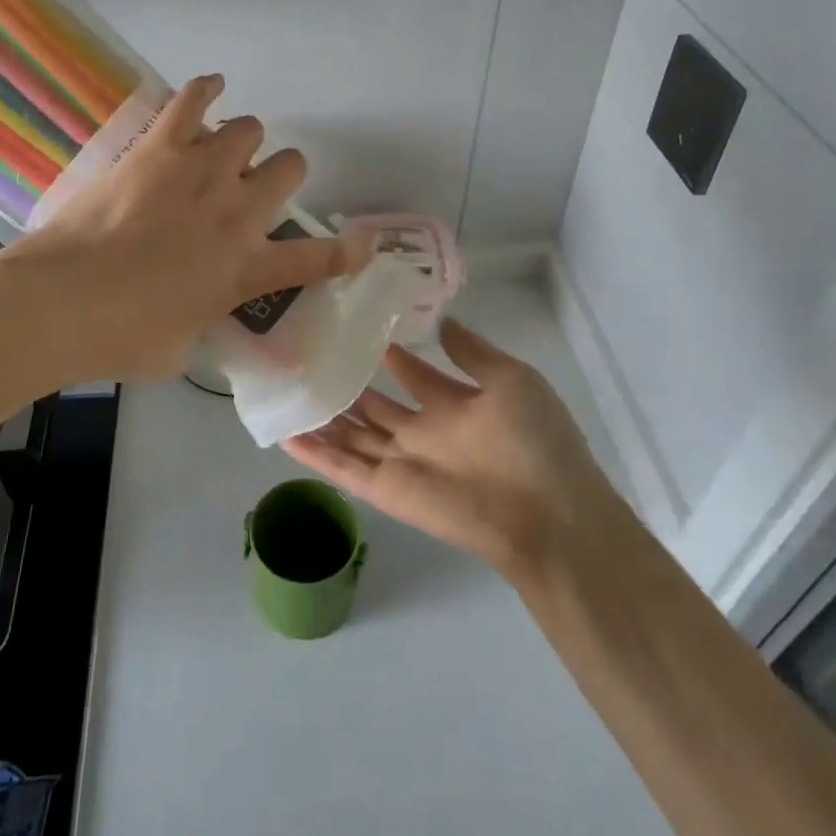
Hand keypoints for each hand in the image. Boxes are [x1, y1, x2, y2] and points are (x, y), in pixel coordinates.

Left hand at [0, 74, 366, 383]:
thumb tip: (198, 316)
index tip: (361, 244)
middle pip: (290, 168)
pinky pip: (195, 98)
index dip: (348, 251)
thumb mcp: (180, 352)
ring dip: (241, 144)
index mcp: (248, 268)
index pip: (320, 258)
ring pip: (249, 129)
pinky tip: (210, 89)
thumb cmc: (120, 339)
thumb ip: (203, 325)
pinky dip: (207, 89)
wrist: (61, 302)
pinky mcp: (161, 146)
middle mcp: (238, 211)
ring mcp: (203, 171)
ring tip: (217, 155)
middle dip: (278, 177)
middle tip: (248, 193)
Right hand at [285, 319, 622, 581]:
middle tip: (313, 358)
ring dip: (324, 420)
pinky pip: (345, 469)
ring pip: (353, 437)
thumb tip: (443, 321)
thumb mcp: (511, 380)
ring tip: (289, 392)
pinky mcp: (388, 490)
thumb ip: (472, 353)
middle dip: (348, 387)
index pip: (414, 376)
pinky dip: (315, 455)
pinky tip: (286, 434)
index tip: (360, 331)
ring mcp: (403, 462)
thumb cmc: (536, 441)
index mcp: (455, 407)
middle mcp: (424, 433)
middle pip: (376, 408)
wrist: (548, 514)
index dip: (391, 357)